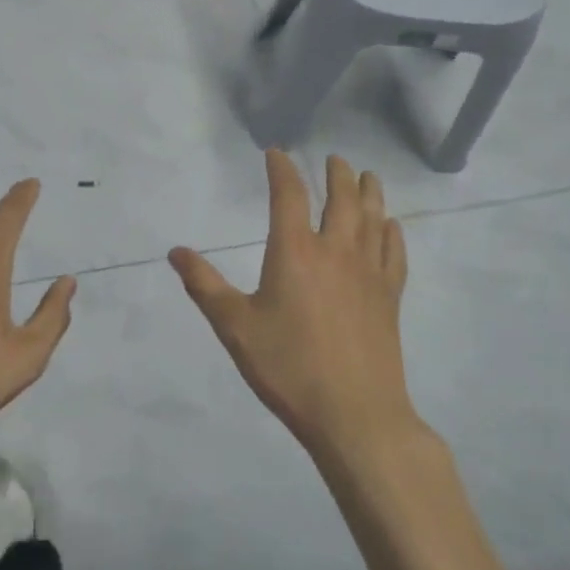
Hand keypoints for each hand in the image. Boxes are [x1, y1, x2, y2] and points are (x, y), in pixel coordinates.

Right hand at [169, 152, 414, 459]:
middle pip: (341, 199)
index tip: (277, 154)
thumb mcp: (234, 327)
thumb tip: (175, 252)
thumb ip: (204, 285)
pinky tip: (391, 227)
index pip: (289, 195)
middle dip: (336, 174)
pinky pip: (394, 253)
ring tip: (368, 176)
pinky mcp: (389, 298)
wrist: (355, 416)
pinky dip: (393, 233)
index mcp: (295, 251)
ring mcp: (368, 273)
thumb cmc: (288, 367)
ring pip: (373, 219)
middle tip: (334, 159)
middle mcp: (335, 251)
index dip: (282, 170)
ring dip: (369, 193)